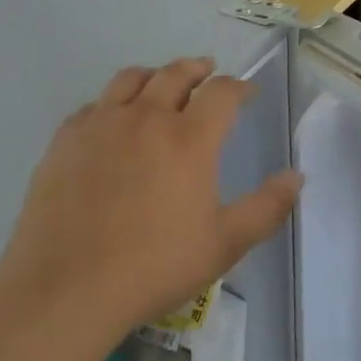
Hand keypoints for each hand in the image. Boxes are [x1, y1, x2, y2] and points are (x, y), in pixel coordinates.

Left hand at [0, 58, 302, 341]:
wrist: (64, 291)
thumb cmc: (152, 268)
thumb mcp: (223, 245)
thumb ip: (266, 208)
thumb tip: (297, 177)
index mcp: (189, 138)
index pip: (222, 92)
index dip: (239, 86)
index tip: (247, 92)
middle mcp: (147, 117)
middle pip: (176, 74)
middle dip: (198, 69)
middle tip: (207, 71)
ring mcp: (102, 125)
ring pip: (131, 79)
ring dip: (154, 75)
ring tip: (160, 83)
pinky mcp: (65, 141)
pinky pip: (93, 105)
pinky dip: (112, 103)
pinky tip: (112, 120)